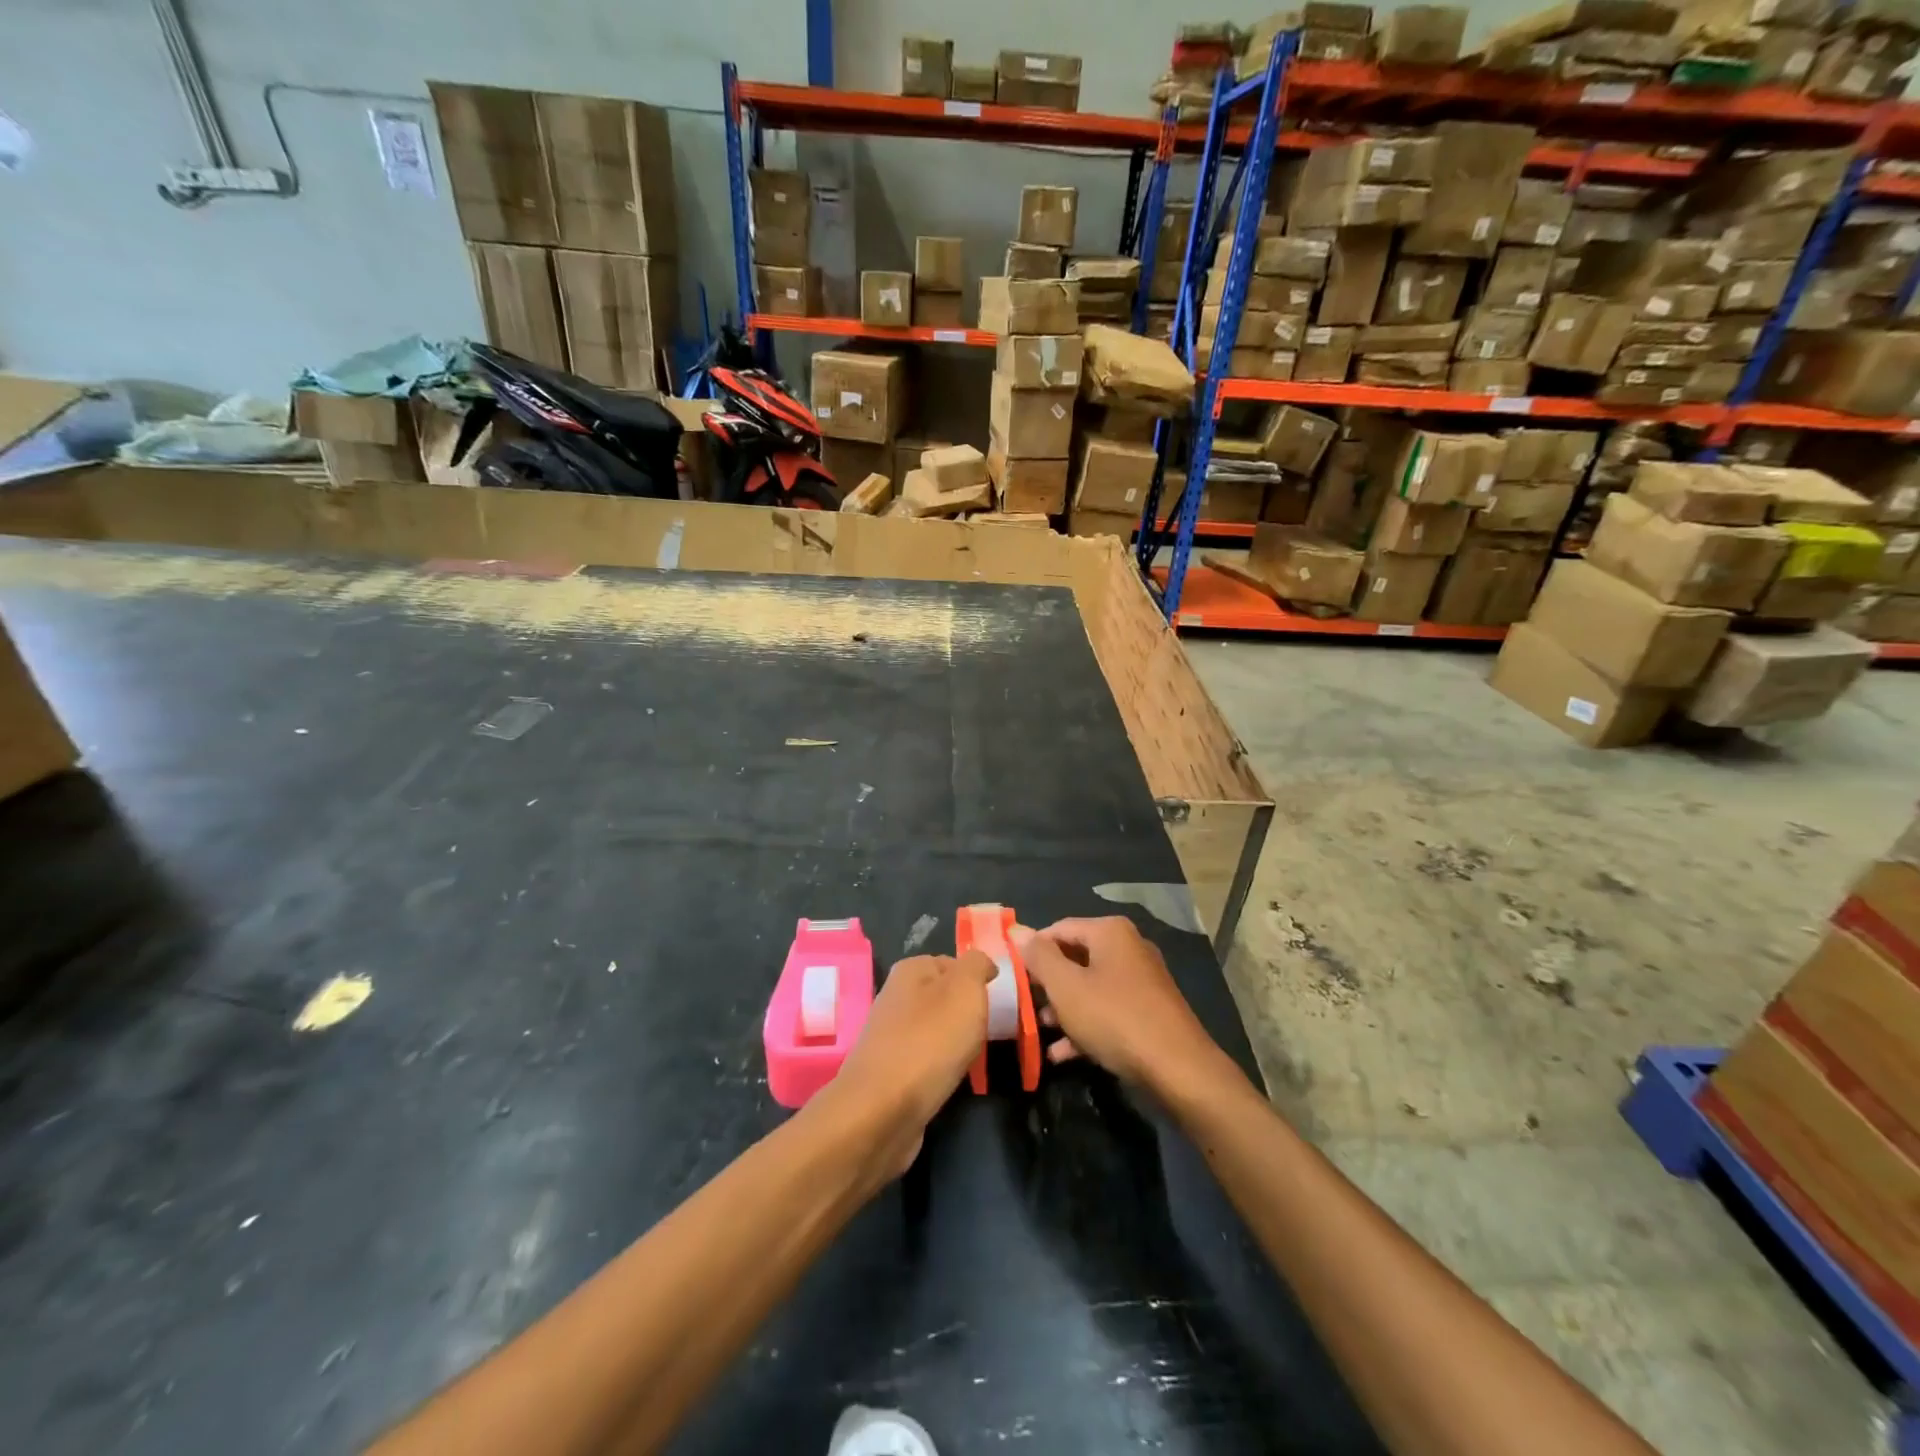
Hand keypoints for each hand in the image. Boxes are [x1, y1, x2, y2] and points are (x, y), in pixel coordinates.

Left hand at [823, 951, 995, 1181]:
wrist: (883, 1110)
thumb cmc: (930, 1041)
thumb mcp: (965, 989)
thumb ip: (977, 965)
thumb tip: (982, 963)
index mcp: (911, 970)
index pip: (953, 963)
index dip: (977, 980)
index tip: (998, 1002)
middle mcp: (896, 996)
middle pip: (944, 997)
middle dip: (968, 1013)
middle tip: (990, 1031)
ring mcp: (891, 1034)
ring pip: (936, 1029)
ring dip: (956, 1042)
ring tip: (974, 1057)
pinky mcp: (890, 1070)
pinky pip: (926, 1059)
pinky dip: (942, 1067)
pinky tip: (951, 1078)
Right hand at [1012, 917, 1224, 1094]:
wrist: (1178, 1070)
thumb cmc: (1115, 1018)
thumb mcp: (1067, 987)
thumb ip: (1039, 957)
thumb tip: (1018, 930)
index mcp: (1110, 932)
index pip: (1058, 929)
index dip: (1032, 950)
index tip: (1012, 975)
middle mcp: (1128, 948)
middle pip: (1075, 957)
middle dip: (1048, 983)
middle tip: (1024, 1004)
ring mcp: (1141, 980)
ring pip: (1090, 987)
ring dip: (1063, 1008)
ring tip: (1041, 1031)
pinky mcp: (1148, 1011)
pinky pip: (1107, 1010)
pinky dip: (1085, 1025)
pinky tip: (1062, 1054)